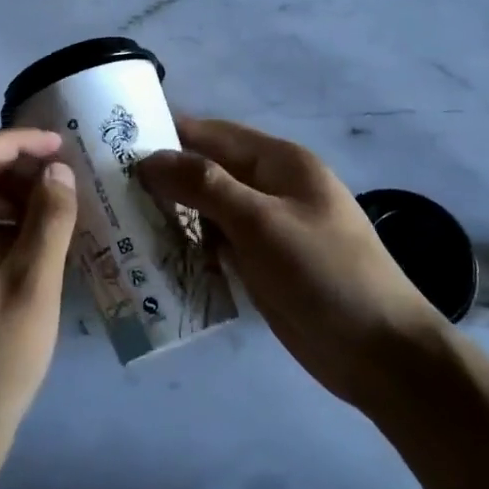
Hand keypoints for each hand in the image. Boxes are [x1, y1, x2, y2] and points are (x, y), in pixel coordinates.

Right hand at [137, 117, 443, 411]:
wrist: (382, 354)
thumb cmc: (323, 273)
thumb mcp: (261, 222)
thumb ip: (204, 185)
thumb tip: (150, 158)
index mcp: (279, 162)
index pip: (211, 134)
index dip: (166, 134)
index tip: (114, 143)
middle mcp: (271, 187)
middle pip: (207, 171)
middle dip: (162, 178)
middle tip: (106, 188)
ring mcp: (267, 228)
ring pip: (207, 210)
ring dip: (171, 215)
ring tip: (117, 221)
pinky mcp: (262, 265)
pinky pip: (216, 245)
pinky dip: (189, 247)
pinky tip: (152, 256)